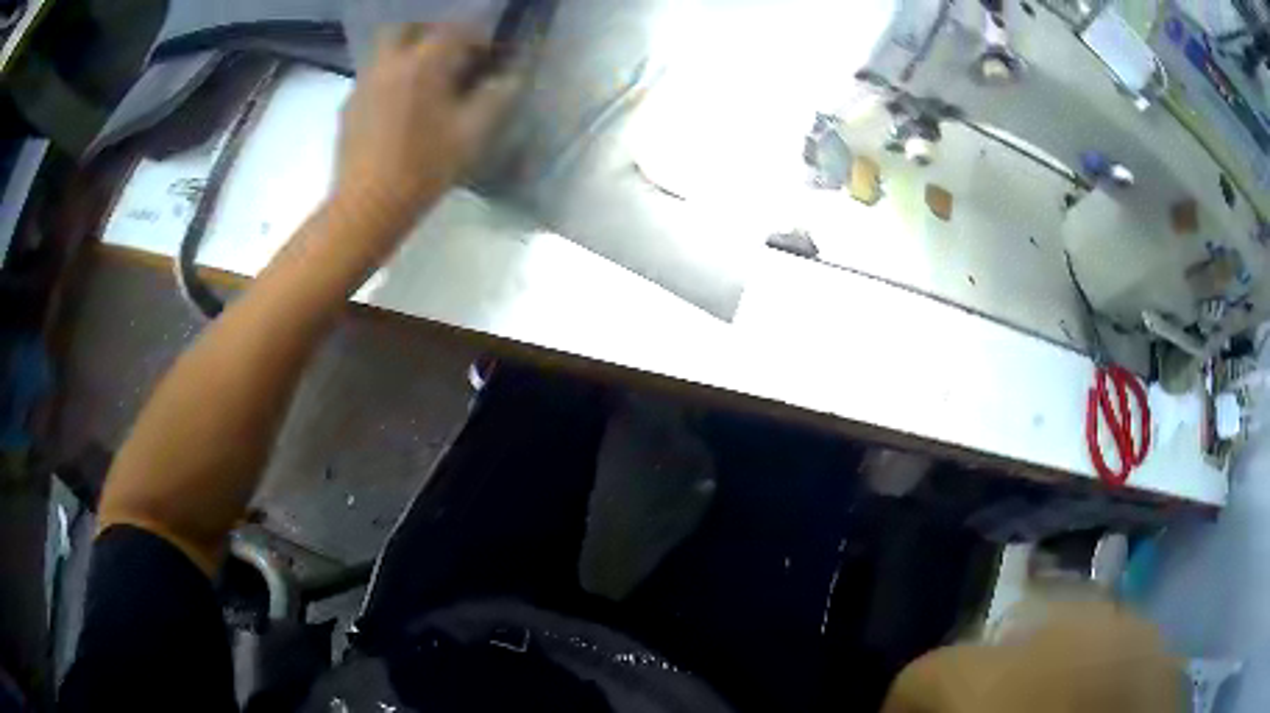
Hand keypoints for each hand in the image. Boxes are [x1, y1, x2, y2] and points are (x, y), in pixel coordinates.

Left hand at [334, 24, 517, 237]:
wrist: (366, 207)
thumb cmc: (423, 168)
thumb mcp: (472, 133)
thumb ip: (496, 97)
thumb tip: (510, 78)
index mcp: (423, 63)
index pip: (455, 30)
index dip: (477, 38)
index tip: (490, 57)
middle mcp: (389, 63)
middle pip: (408, 29)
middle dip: (432, 35)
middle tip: (449, 58)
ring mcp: (363, 85)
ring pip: (385, 53)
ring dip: (408, 57)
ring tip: (425, 86)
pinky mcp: (348, 108)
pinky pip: (372, 79)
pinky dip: (389, 81)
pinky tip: (399, 111)